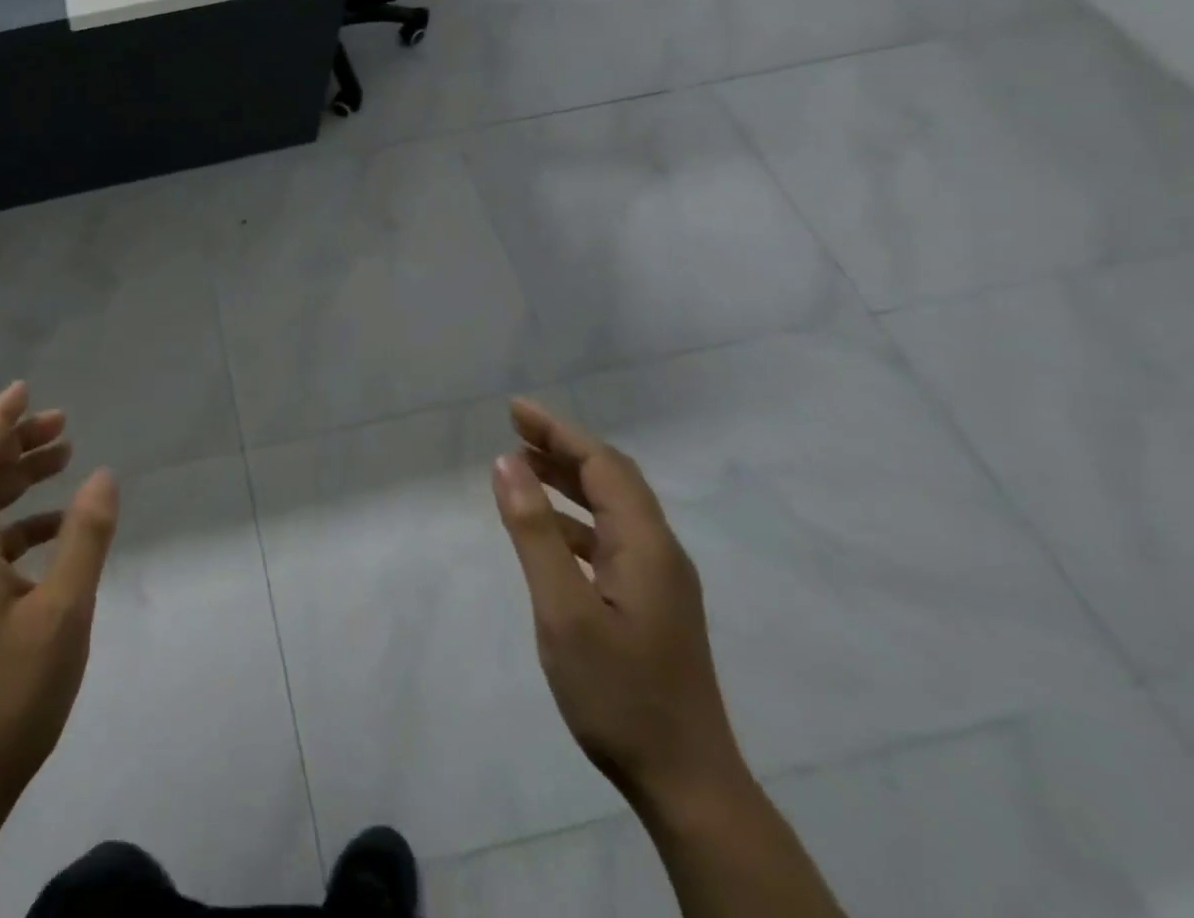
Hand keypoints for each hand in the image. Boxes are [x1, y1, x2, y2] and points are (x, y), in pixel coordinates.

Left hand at [0, 382, 118, 833]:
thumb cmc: (7, 695)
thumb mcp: (62, 612)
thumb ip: (84, 538)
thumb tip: (103, 475)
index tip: (26, 389)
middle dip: (18, 445)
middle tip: (63, 424)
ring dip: (21, 483)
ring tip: (65, 461)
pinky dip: (23, 527)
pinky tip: (57, 535)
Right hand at [491, 399, 746, 814]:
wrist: (687, 784)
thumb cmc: (620, 694)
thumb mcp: (563, 611)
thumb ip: (534, 532)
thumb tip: (506, 463)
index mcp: (645, 545)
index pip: (602, 464)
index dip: (558, 430)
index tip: (514, 410)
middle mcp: (659, 552)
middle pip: (612, 479)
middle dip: (563, 446)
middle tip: (514, 427)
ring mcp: (659, 580)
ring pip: (612, 508)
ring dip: (568, 480)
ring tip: (522, 465)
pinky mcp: (652, 604)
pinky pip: (609, 538)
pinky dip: (575, 518)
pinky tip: (547, 528)